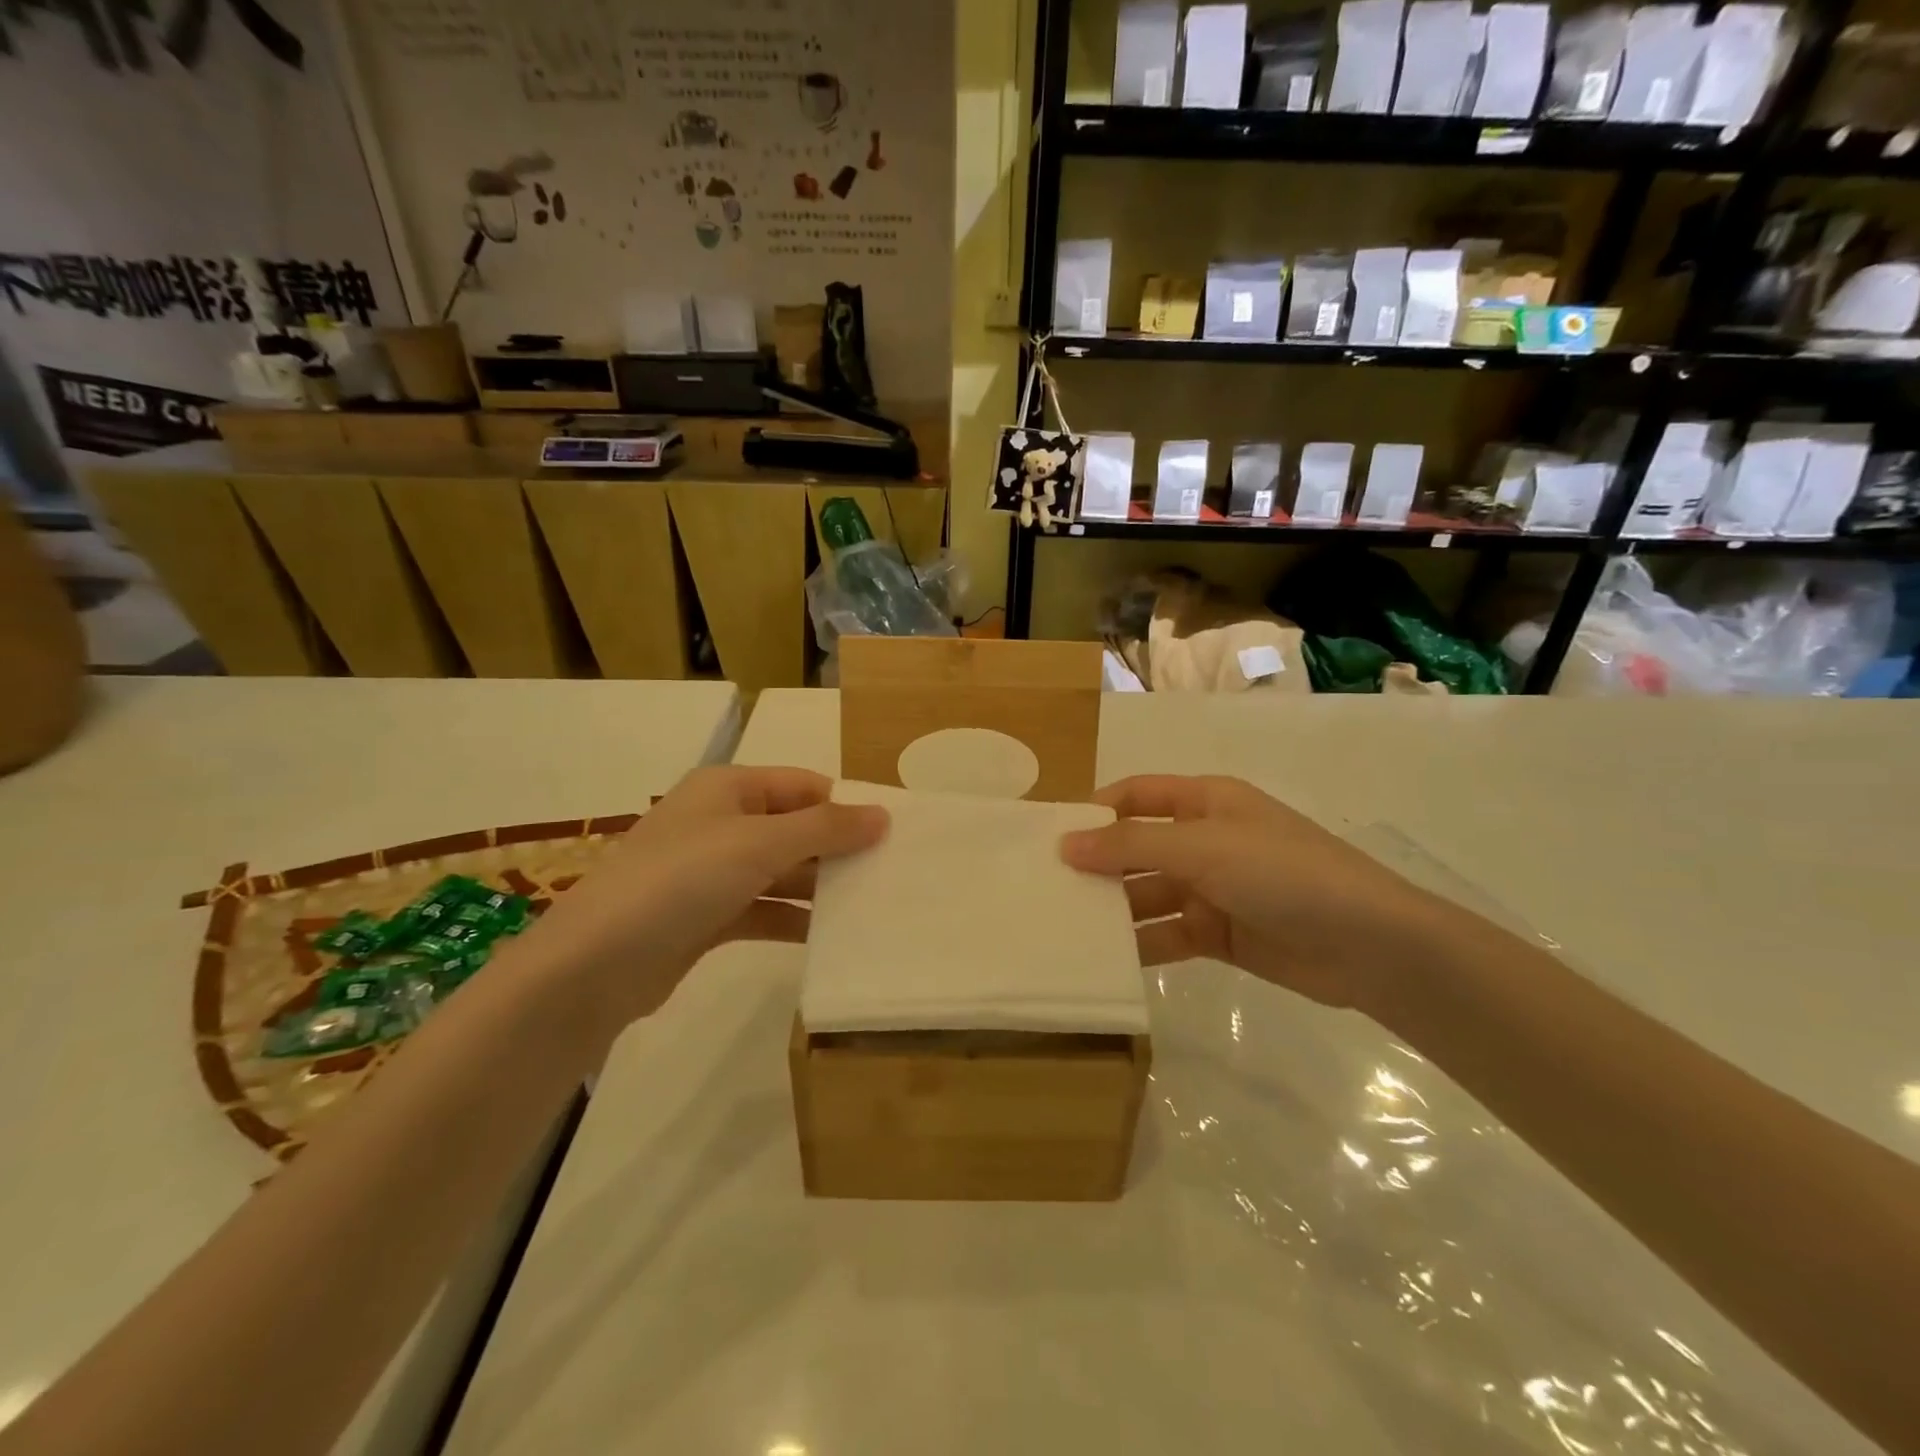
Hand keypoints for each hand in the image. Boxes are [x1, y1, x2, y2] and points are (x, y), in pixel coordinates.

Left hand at [512, 765, 887, 1024]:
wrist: (594, 965)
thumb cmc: (682, 880)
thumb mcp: (760, 843)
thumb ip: (825, 828)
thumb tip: (882, 814)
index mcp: (728, 789)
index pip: (802, 785)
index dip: (844, 805)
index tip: (890, 835)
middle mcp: (720, 823)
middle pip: (794, 828)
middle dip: (836, 849)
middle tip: (890, 873)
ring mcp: (712, 872)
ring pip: (781, 871)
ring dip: (819, 887)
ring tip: (872, 905)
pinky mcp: (707, 918)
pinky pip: (764, 910)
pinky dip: (794, 919)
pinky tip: (831, 936)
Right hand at [1060, 775, 1457, 1015]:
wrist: (1370, 945)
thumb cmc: (1283, 873)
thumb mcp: (1203, 847)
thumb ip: (1131, 845)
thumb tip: (1066, 843)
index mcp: (1205, 802)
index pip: (1137, 796)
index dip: (1096, 811)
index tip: (1051, 838)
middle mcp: (1205, 840)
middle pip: (1138, 847)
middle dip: (1098, 866)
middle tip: (1047, 890)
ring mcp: (1213, 889)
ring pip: (1149, 894)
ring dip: (1114, 909)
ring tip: (1066, 929)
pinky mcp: (1220, 934)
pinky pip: (1167, 934)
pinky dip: (1140, 944)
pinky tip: (1105, 960)